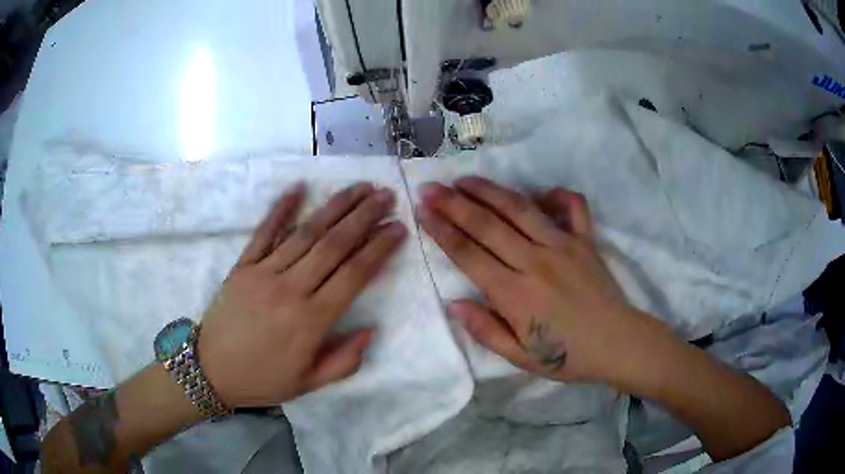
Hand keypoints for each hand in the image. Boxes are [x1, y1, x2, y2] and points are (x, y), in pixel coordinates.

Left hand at [198, 183, 406, 406]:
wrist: (210, 370)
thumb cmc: (262, 379)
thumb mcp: (309, 384)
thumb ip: (345, 361)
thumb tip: (371, 329)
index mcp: (310, 321)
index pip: (353, 276)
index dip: (378, 249)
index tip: (398, 229)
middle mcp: (290, 289)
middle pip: (333, 245)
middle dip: (364, 217)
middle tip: (386, 195)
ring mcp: (263, 272)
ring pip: (305, 233)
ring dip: (335, 207)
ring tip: (359, 188)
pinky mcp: (243, 265)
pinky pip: (264, 232)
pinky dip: (281, 208)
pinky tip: (299, 187)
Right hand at [418, 177, 654, 383]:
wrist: (617, 344)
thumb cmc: (567, 355)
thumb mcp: (521, 358)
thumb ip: (485, 330)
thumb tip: (454, 303)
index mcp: (515, 295)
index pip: (469, 254)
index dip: (442, 230)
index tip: (422, 211)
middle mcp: (535, 262)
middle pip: (487, 225)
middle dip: (453, 203)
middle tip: (430, 187)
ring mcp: (563, 245)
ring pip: (520, 208)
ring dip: (489, 191)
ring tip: (465, 180)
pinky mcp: (585, 240)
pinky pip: (572, 206)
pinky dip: (556, 193)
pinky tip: (541, 191)